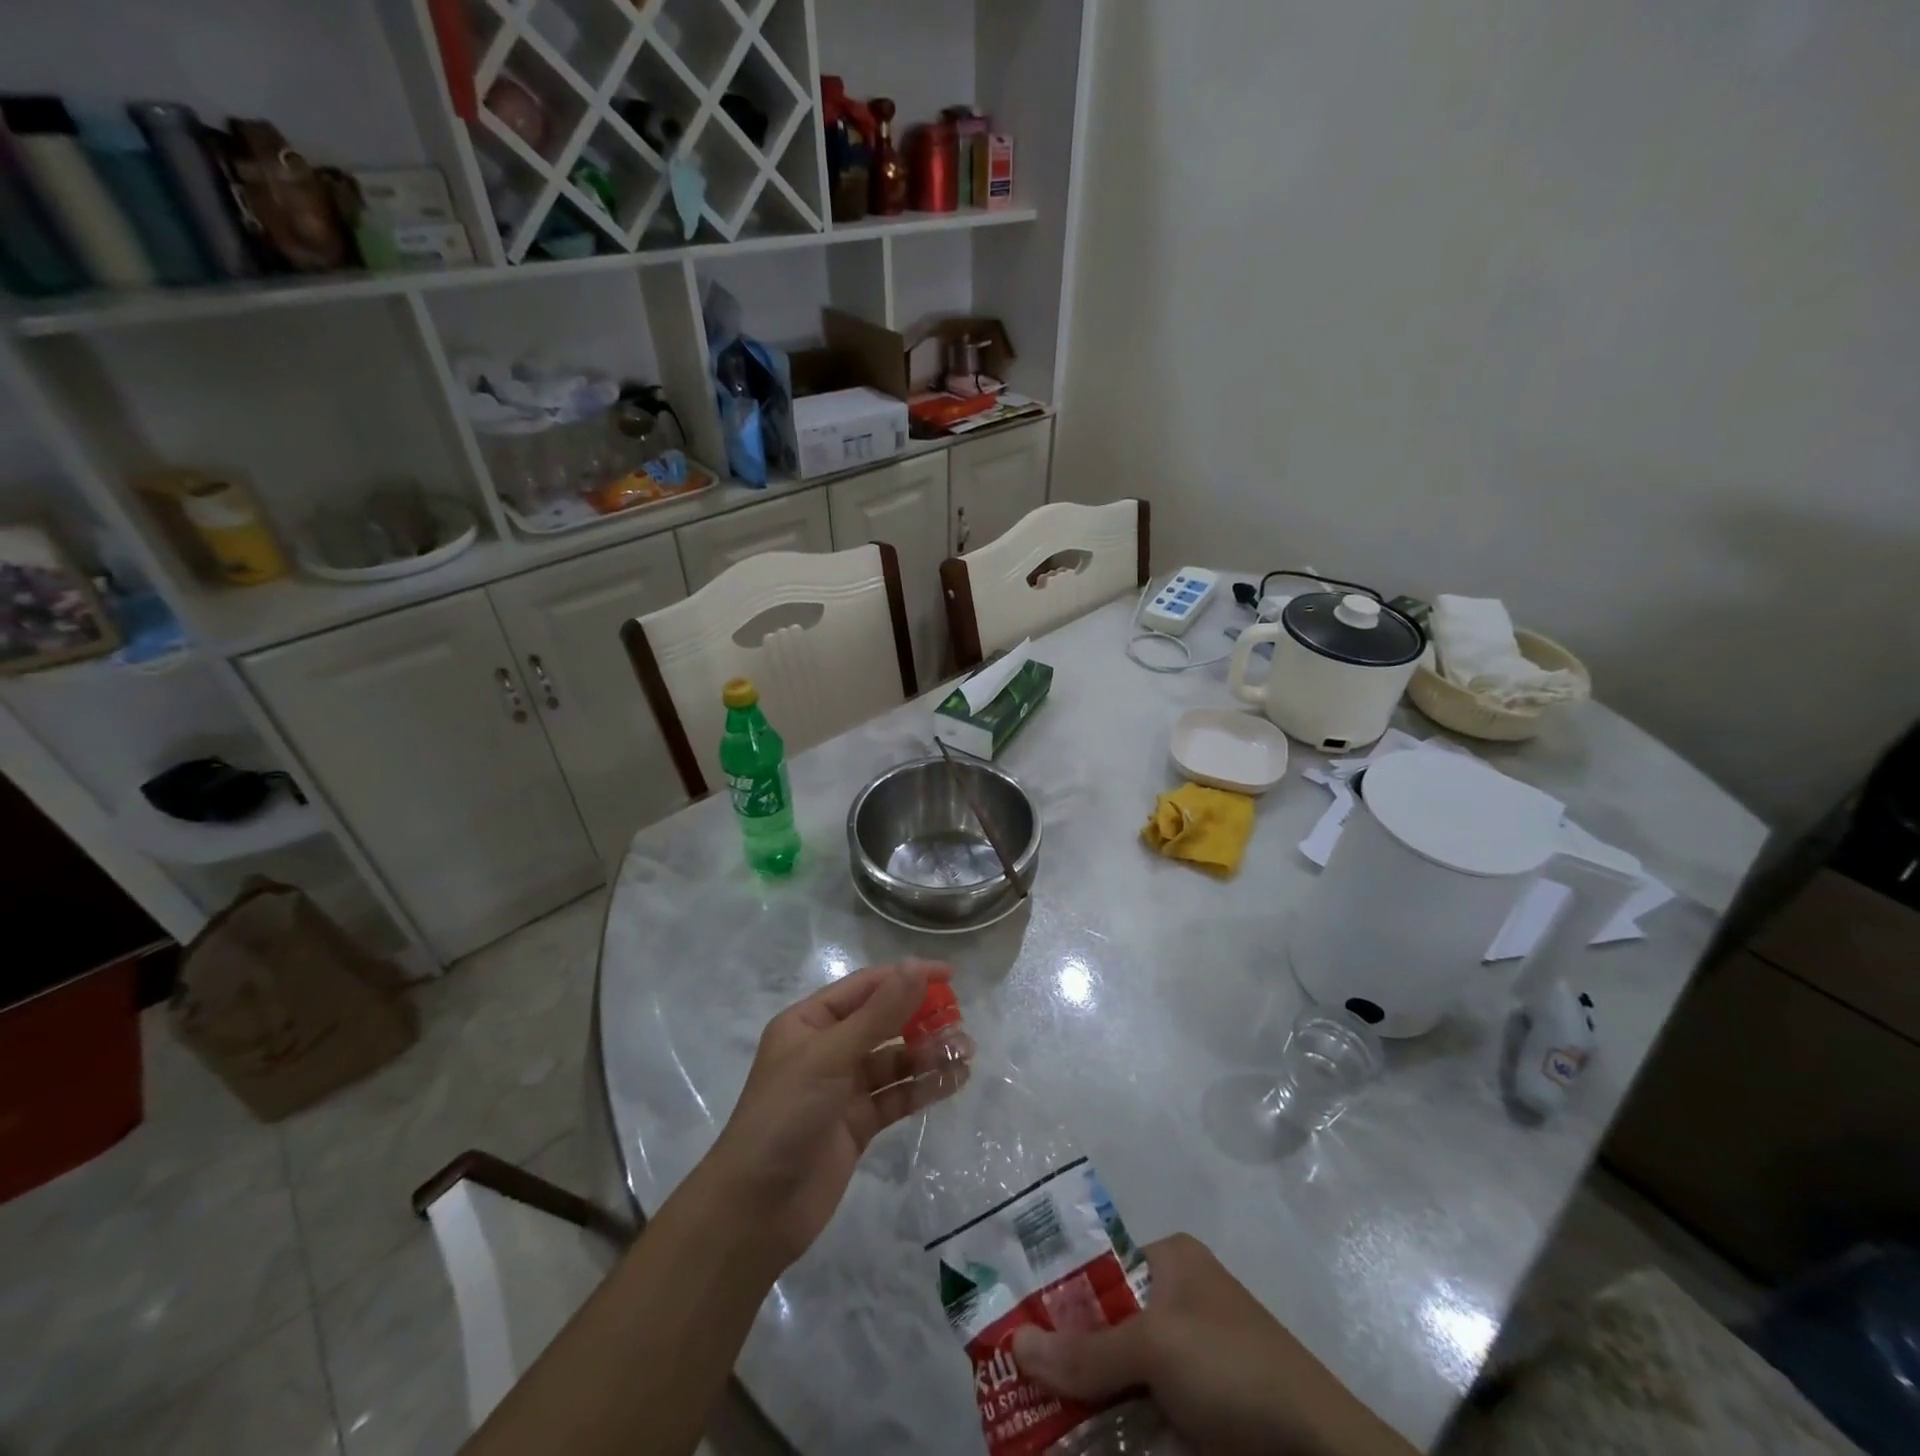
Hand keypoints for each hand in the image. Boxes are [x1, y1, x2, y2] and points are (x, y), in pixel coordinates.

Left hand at [701, 959, 967, 1272]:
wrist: (755, 1210)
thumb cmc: (785, 1115)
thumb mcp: (830, 1056)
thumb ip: (878, 1014)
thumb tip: (915, 968)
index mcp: (810, 1022)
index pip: (866, 987)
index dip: (906, 977)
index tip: (949, 975)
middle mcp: (827, 1048)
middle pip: (883, 1021)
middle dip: (921, 1017)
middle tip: (960, 1019)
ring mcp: (843, 1087)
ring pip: (894, 1059)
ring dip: (928, 1052)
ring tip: (966, 1051)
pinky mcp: (858, 1123)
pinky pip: (897, 1095)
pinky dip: (924, 1086)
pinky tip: (954, 1080)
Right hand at [1012, 1234, 1413, 1455]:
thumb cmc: (1233, 1368)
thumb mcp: (1156, 1347)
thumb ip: (1087, 1351)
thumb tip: (1014, 1344)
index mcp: (1170, 1263)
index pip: (1097, 1271)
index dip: (1055, 1298)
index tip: (1012, 1329)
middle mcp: (1175, 1304)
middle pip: (1102, 1328)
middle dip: (1062, 1360)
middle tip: (1010, 1384)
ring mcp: (1187, 1365)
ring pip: (1116, 1379)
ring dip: (1080, 1405)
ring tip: (1026, 1424)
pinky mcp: (1197, 1418)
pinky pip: (1138, 1418)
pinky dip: (1108, 1433)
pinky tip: (1070, 1445)